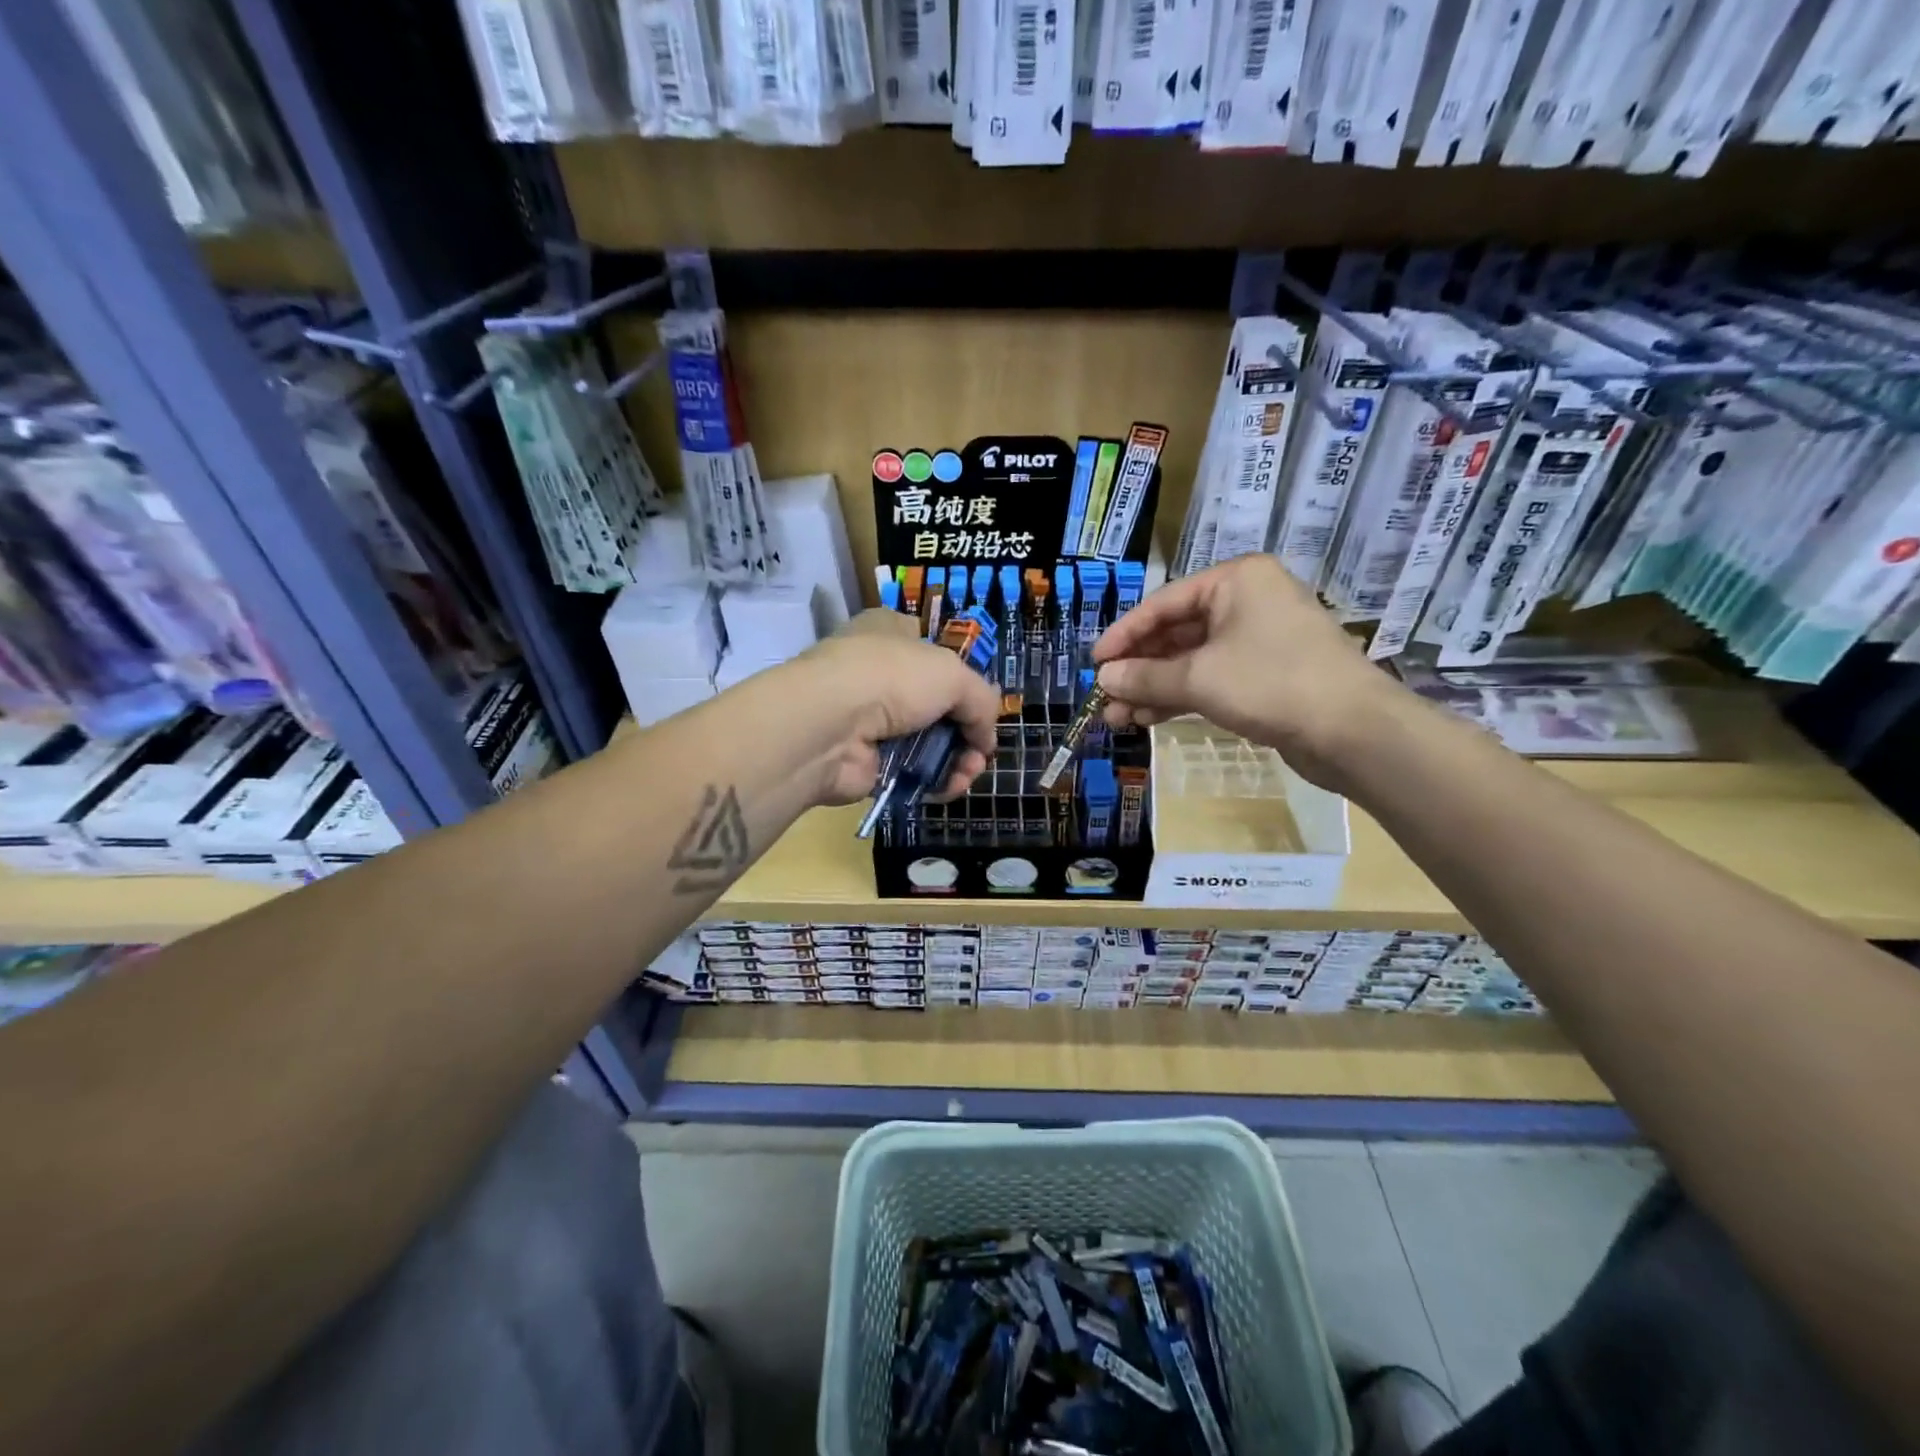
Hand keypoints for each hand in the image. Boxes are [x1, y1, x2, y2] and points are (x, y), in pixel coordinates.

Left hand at [782, 609, 1000, 806]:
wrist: (830, 726)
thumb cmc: (892, 678)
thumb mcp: (953, 674)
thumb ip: (981, 701)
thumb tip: (985, 738)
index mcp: (892, 634)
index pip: (934, 650)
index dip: (963, 677)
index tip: (981, 704)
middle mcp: (878, 674)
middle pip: (938, 705)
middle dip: (968, 731)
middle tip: (981, 750)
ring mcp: (871, 720)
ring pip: (929, 743)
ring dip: (958, 760)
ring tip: (968, 772)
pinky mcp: (868, 762)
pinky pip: (913, 773)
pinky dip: (935, 782)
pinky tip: (949, 787)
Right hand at [1091, 555, 1403, 788]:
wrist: (1354, 731)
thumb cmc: (1272, 684)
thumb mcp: (1199, 678)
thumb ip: (1145, 676)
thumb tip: (1103, 678)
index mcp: (1235, 581)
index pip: (1163, 603)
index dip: (1124, 634)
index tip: (1094, 663)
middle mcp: (1246, 602)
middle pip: (1176, 632)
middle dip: (1138, 669)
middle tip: (1104, 698)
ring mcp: (1258, 640)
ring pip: (1191, 660)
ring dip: (1154, 688)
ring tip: (1117, 718)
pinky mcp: (1265, 675)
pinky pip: (1211, 679)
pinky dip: (1180, 697)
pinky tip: (1148, 719)